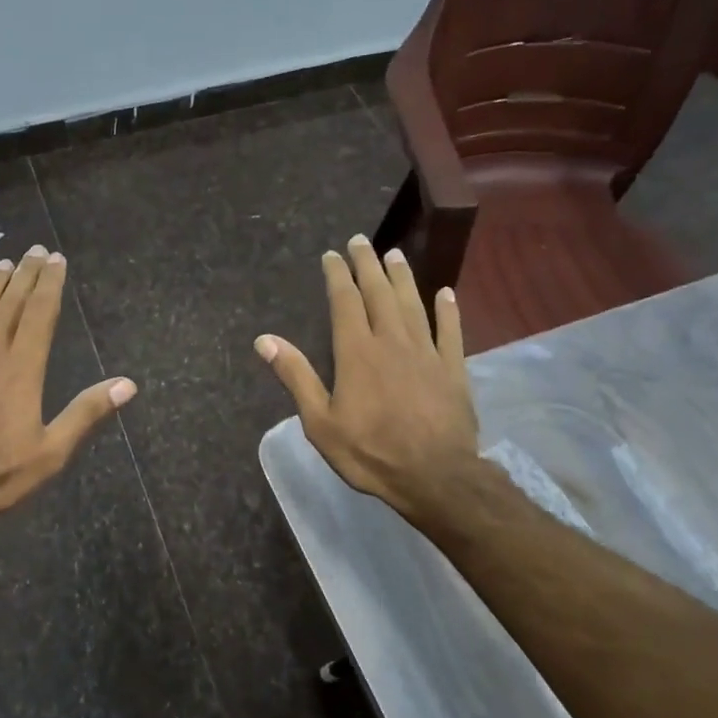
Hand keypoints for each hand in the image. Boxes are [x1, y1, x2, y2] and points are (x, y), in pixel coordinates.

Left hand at [0, 245, 135, 530]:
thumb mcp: (51, 452)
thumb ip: (87, 414)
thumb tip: (128, 384)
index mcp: (21, 369)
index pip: (40, 314)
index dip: (49, 284)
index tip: (56, 260)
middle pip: (10, 305)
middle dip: (25, 276)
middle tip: (34, 250)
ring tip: (3, 264)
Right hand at [256, 235, 476, 528]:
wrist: (434, 475)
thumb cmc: (370, 452)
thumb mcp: (320, 421)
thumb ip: (296, 376)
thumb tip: (265, 340)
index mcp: (356, 352)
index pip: (345, 302)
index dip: (337, 275)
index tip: (332, 255)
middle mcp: (392, 341)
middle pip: (379, 293)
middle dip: (368, 265)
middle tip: (362, 241)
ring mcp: (426, 352)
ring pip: (413, 304)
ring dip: (403, 277)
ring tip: (395, 255)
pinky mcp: (453, 368)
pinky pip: (451, 330)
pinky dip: (448, 309)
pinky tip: (446, 293)